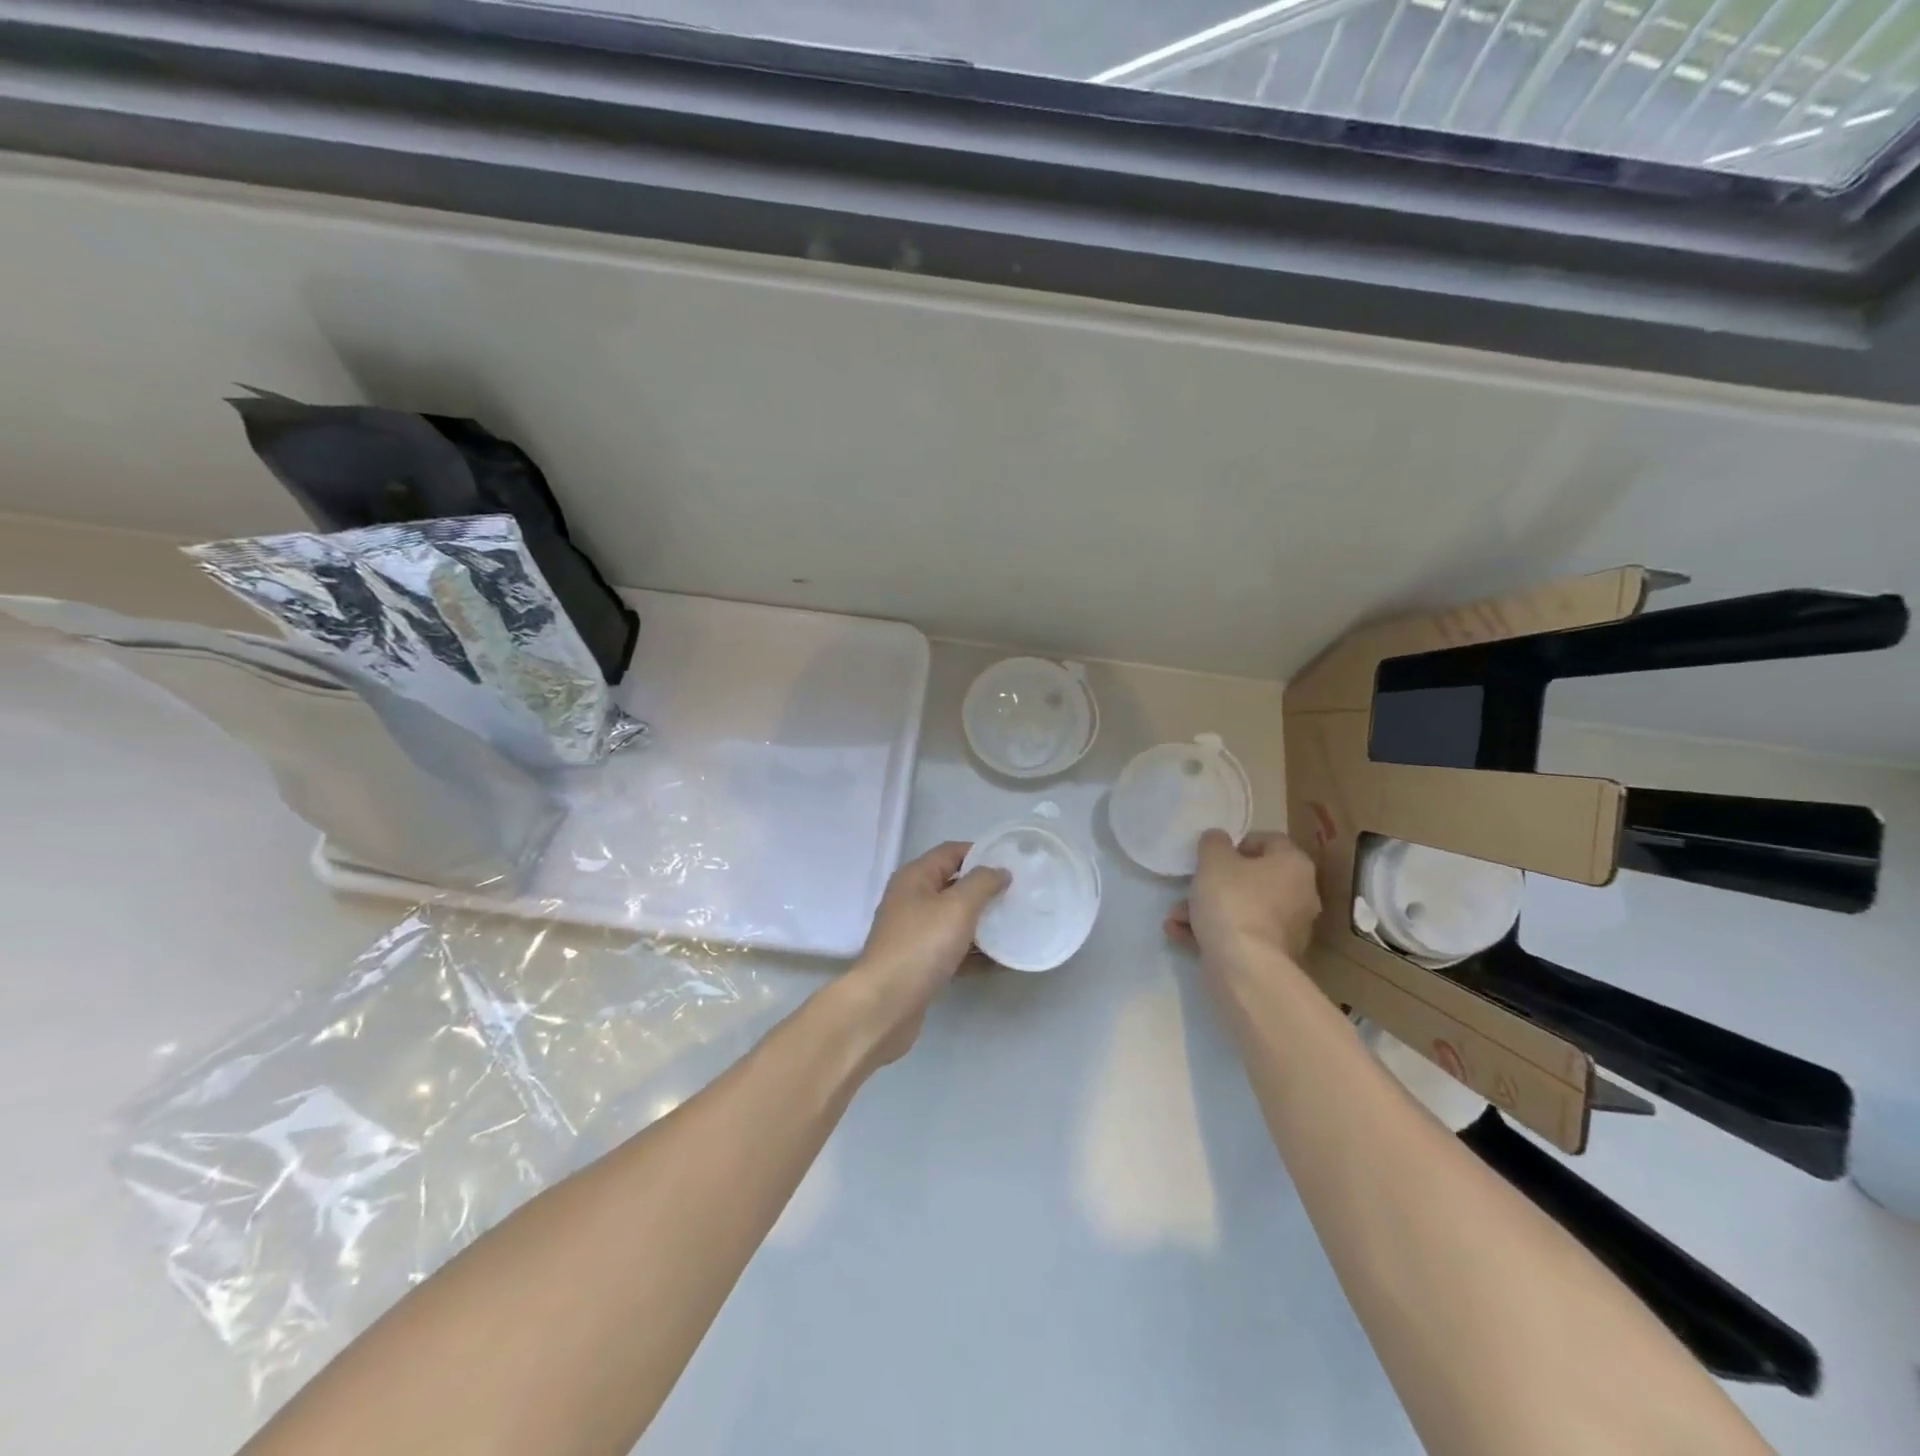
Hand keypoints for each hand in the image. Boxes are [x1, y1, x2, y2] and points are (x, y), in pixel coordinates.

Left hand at [838, 842, 1009, 1065]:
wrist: (886, 1005)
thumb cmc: (922, 946)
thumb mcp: (958, 907)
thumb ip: (982, 883)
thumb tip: (999, 871)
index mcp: (915, 877)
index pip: (951, 852)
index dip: (981, 853)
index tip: (1013, 864)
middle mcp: (912, 900)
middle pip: (954, 886)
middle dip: (986, 891)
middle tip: (1020, 896)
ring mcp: (914, 934)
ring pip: (955, 921)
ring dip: (983, 924)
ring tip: (1017, 927)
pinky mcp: (920, 963)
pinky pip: (953, 950)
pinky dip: (974, 953)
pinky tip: (1001, 962)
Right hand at [1165, 829, 1320, 965]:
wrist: (1244, 967)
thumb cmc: (1233, 901)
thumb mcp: (1214, 860)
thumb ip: (1214, 842)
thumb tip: (1218, 839)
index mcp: (1294, 866)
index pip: (1270, 841)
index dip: (1238, 842)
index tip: (1212, 853)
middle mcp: (1299, 896)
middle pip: (1252, 879)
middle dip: (1214, 882)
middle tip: (1189, 885)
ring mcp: (1286, 930)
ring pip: (1241, 908)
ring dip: (1206, 908)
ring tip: (1174, 915)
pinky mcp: (1270, 956)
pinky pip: (1238, 934)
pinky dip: (1211, 931)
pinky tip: (1179, 933)